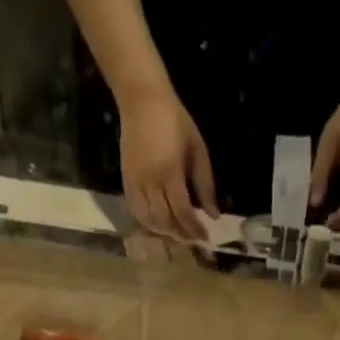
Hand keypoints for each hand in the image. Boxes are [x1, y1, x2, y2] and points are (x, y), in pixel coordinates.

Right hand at [118, 88, 217, 242]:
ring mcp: (136, 183)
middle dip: (181, 235)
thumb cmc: (175, 120)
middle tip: (193, 239)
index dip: (194, 228)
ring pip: (150, 221)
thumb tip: (214, 215)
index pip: (183, 211)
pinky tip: (159, 226)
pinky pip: (136, 212)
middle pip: (166, 221)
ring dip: (165, 233)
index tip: (205, 237)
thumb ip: (205, 184)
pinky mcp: (126, 182)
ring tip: (178, 234)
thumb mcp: (197, 148)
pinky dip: (148, 224)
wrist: (142, 99)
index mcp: (170, 171)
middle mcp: (151, 181)